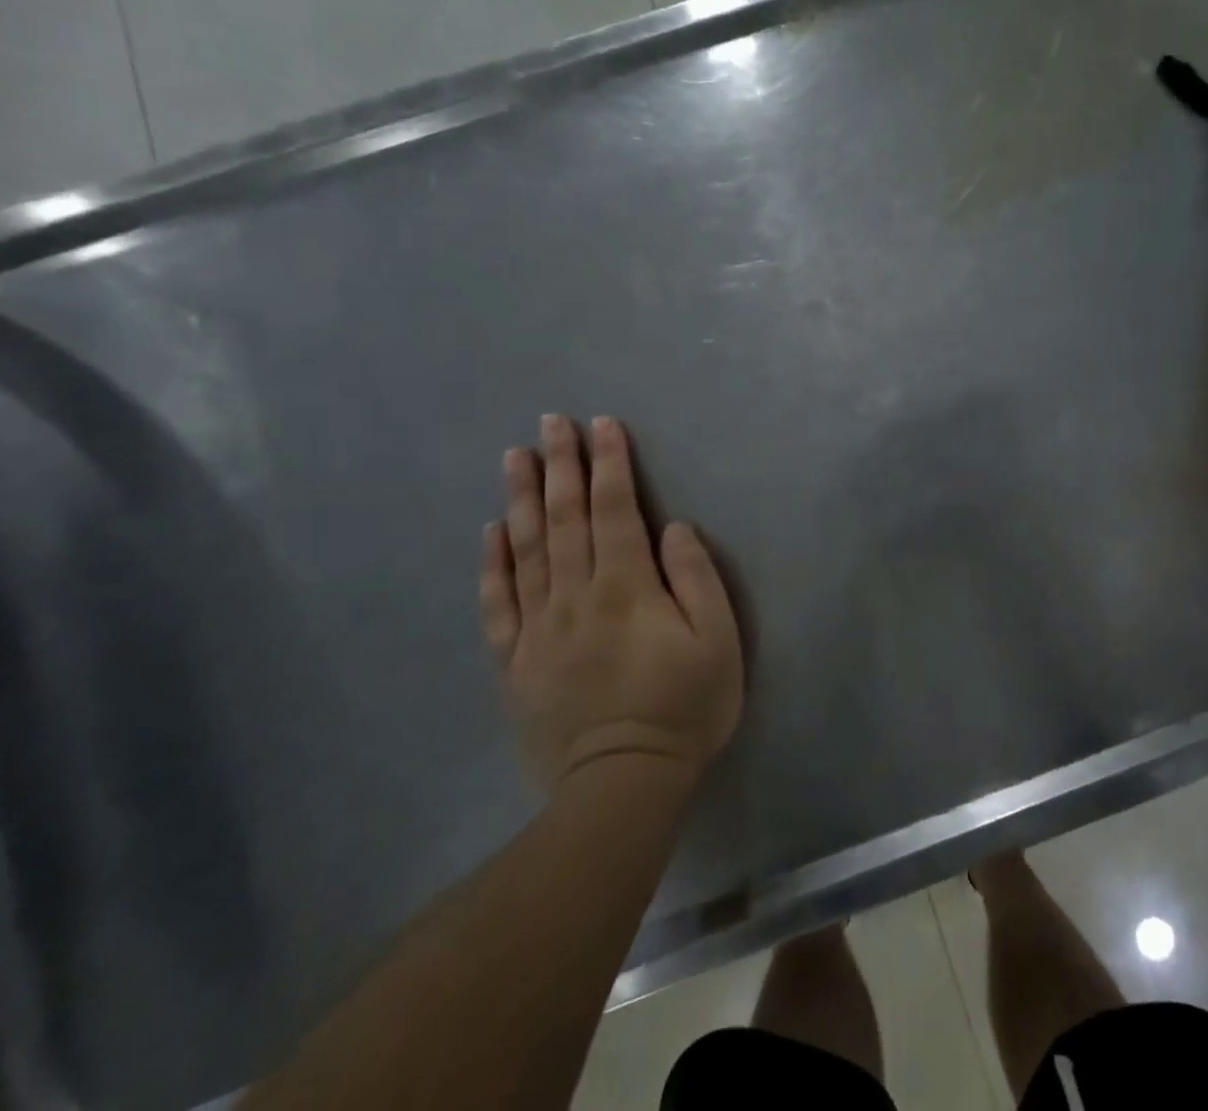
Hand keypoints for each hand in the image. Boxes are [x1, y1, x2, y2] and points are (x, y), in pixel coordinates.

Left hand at [480, 415, 743, 791]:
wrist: (622, 785)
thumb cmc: (684, 707)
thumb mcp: (717, 641)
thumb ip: (696, 578)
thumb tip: (672, 528)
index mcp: (626, 588)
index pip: (616, 510)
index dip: (610, 464)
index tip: (602, 424)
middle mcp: (575, 596)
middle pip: (565, 519)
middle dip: (561, 465)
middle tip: (551, 422)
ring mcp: (538, 628)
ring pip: (526, 550)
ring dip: (521, 499)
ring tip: (515, 457)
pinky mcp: (515, 661)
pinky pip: (499, 603)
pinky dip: (493, 563)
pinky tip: (490, 532)